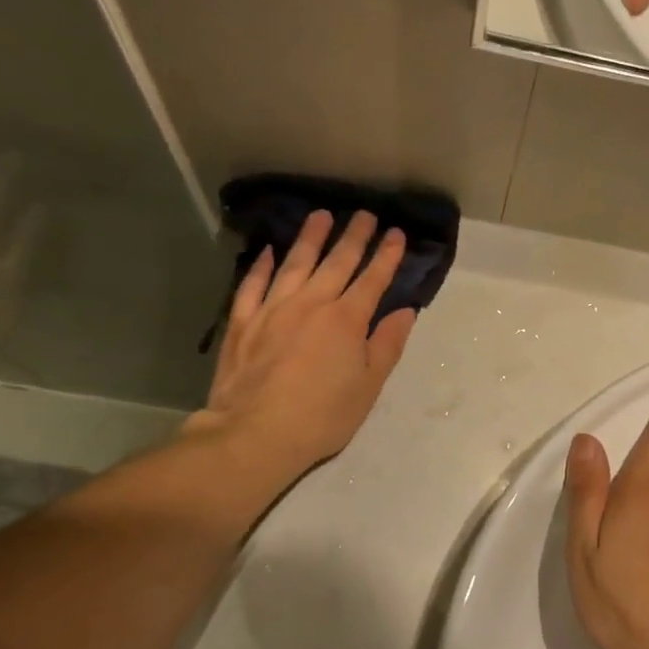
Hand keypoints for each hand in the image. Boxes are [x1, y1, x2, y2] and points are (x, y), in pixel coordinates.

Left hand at [188, 209, 415, 486]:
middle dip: (354, 237)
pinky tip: (269, 252)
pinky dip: (262, 266)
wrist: (255, 434)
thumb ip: (387, 345)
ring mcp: (273, 310)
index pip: (372, 280)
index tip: (396, 233)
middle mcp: (311, 304)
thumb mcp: (368, 386)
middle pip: (336, 263)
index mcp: (346, 320)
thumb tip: (405, 311)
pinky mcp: (242, 323)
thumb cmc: (322, 416)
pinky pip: (253, 285)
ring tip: (321, 216)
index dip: (386, 256)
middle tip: (364, 214)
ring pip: (295, 264)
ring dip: (310, 238)